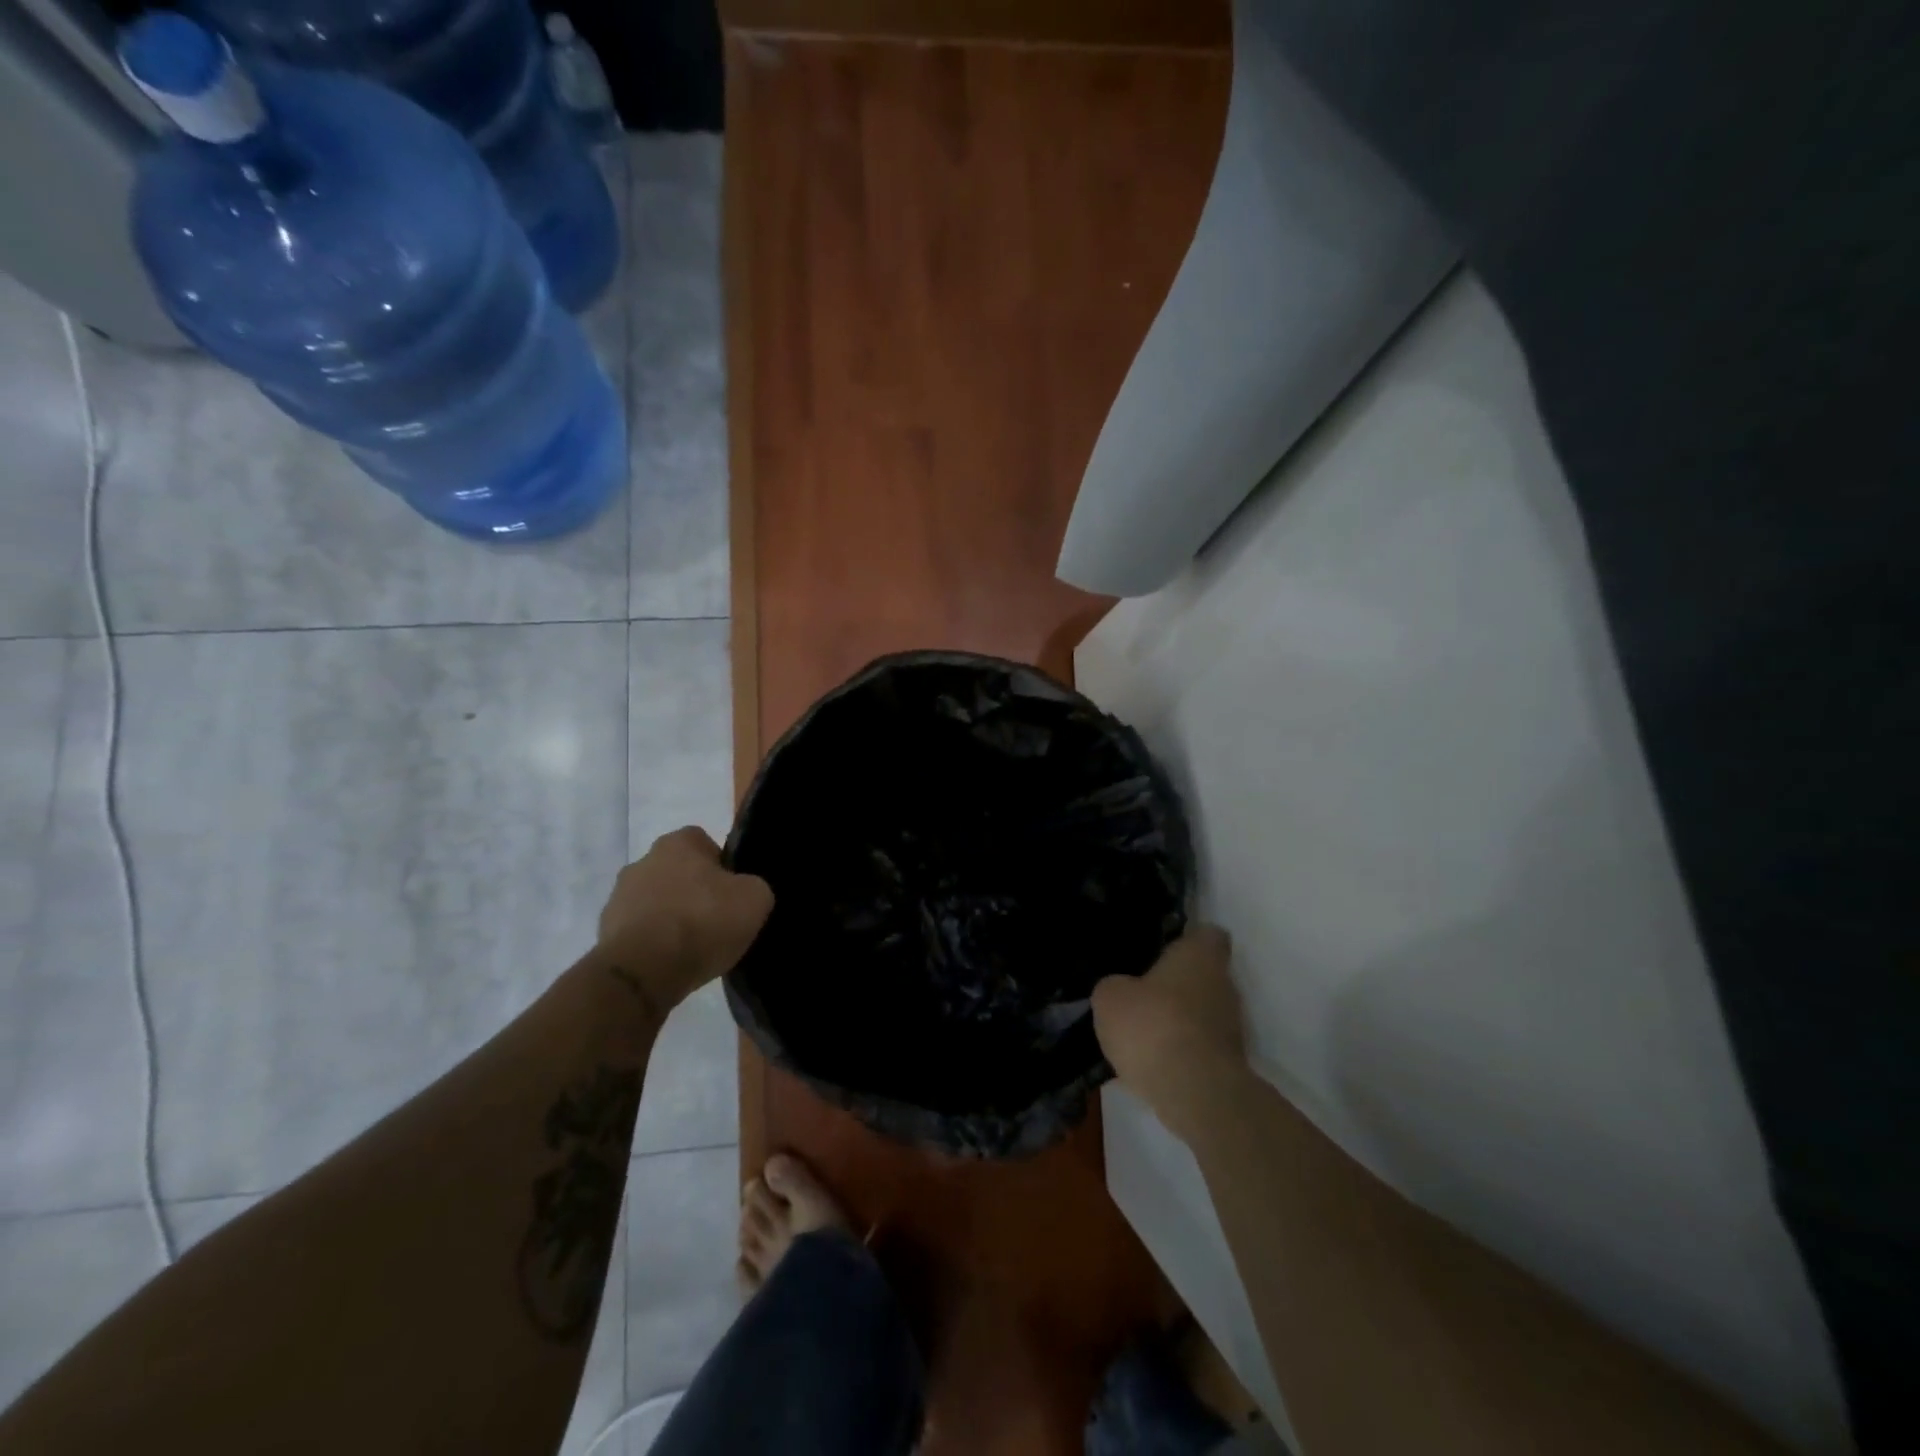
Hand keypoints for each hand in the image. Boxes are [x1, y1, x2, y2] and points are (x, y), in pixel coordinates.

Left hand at [598, 827, 773, 1008]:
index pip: (705, 843)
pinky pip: (640, 930)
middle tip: (715, 920)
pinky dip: (654, 941)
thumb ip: (754, 885)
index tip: (732, 895)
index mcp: (677, 842)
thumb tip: (744, 892)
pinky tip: (670, 961)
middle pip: (679, 872)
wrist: (643, 972)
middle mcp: (643, 860)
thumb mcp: (755, 899)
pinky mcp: (605, 931)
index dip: (723, 867)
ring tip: (693, 947)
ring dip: (672, 916)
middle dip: (694, 891)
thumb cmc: (702, 922)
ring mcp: (618, 896)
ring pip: (657, 900)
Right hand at [1093, 925, 1246, 1136]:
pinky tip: (1152, 1065)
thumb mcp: (1110, 998)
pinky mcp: (1230, 1064)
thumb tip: (1121, 990)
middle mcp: (1225, 984)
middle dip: (1176, 985)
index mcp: (1200, 956)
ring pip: (1201, 1014)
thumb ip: (1116, 985)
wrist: (1196, 1093)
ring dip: (1178, 1021)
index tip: (1162, 949)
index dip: (1186, 939)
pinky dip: (1181, 1053)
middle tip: (1142, 994)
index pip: (1206, 934)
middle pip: (1203, 976)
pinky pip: (1199, 1048)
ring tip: (1142, 1035)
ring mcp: (1233, 1027)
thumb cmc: (1153, 1026)